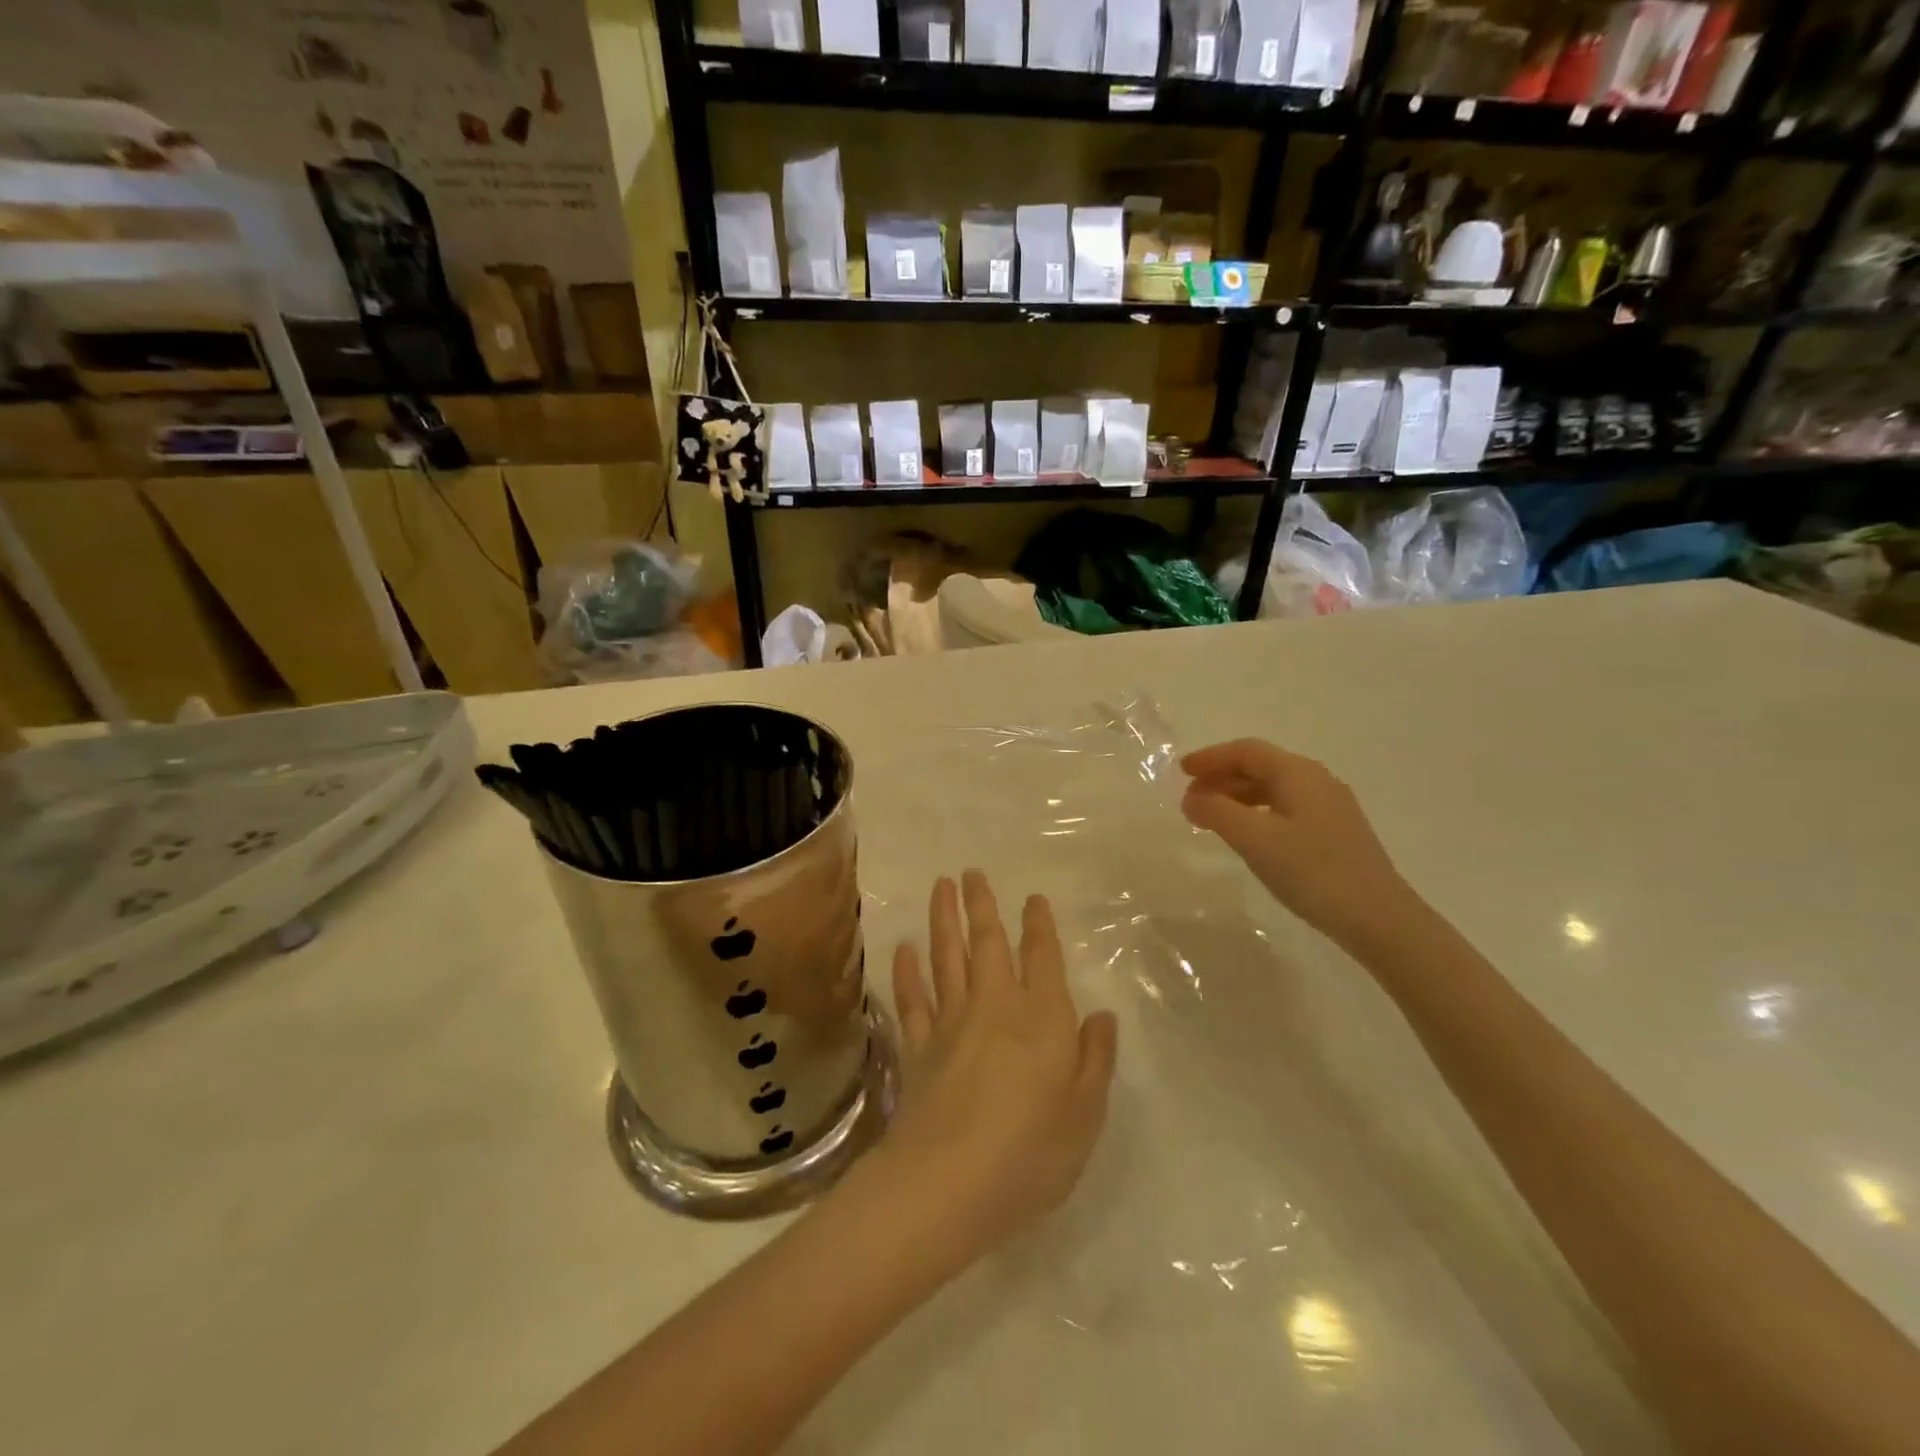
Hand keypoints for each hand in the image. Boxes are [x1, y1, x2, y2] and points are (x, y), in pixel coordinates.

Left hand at [872, 871, 1117, 1273]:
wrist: (951, 1182)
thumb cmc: (1032, 1151)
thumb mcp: (1086, 1111)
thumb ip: (1095, 1057)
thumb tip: (1101, 1014)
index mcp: (1041, 1017)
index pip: (1041, 958)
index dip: (1038, 925)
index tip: (1032, 898)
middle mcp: (994, 1006)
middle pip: (987, 944)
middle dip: (982, 905)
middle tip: (971, 872)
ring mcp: (950, 1023)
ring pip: (946, 958)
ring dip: (944, 920)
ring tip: (941, 886)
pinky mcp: (917, 1047)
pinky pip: (911, 999)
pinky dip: (907, 972)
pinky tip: (904, 948)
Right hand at [1180, 739, 1417, 949]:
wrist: (1379, 919)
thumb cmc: (1312, 871)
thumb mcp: (1254, 839)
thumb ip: (1216, 813)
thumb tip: (1191, 798)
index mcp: (1298, 773)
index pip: (1246, 751)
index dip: (1210, 757)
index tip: (1180, 771)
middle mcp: (1317, 781)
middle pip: (1261, 766)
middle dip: (1221, 777)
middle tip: (1190, 798)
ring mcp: (1331, 807)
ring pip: (1274, 789)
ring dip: (1238, 796)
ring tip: (1211, 818)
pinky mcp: (1336, 833)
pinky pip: (1286, 808)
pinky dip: (1257, 813)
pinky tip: (1248, 836)